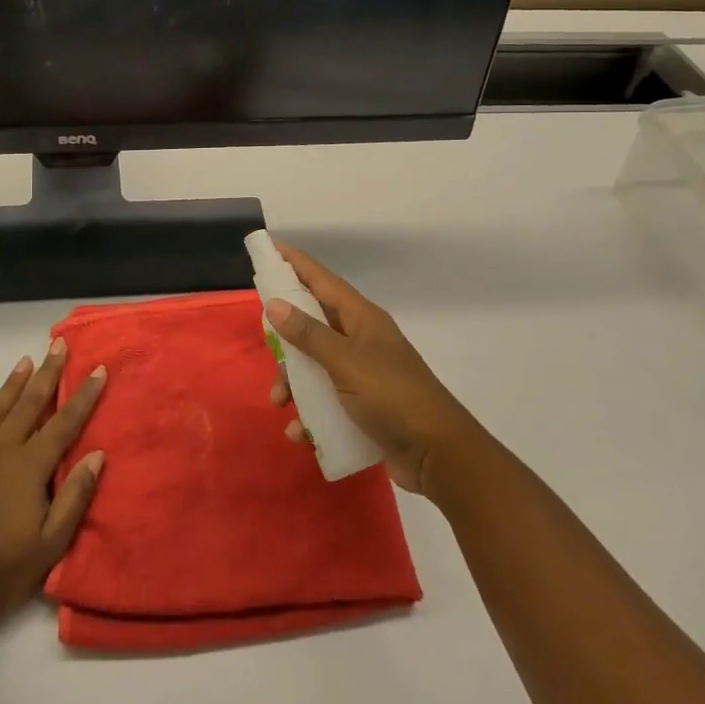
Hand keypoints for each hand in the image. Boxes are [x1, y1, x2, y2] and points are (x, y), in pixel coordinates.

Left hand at [0, 339, 107, 622]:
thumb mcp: (49, 544)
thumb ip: (74, 497)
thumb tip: (97, 455)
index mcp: (29, 468)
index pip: (64, 424)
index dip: (84, 396)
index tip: (99, 369)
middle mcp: (1, 452)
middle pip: (30, 405)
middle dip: (47, 374)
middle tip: (58, 345)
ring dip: (12, 385)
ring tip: (24, 360)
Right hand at [267, 242, 483, 494]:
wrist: (438, 455)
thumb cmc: (393, 397)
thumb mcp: (346, 363)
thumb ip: (309, 334)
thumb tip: (275, 304)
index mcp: (361, 319)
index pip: (322, 280)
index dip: (296, 263)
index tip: (269, 248)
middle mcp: (360, 340)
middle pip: (312, 324)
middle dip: (285, 339)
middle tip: (266, 345)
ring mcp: (362, 373)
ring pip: (314, 365)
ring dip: (293, 382)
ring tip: (280, 402)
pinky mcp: (361, 405)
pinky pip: (324, 400)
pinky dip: (309, 414)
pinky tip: (300, 431)